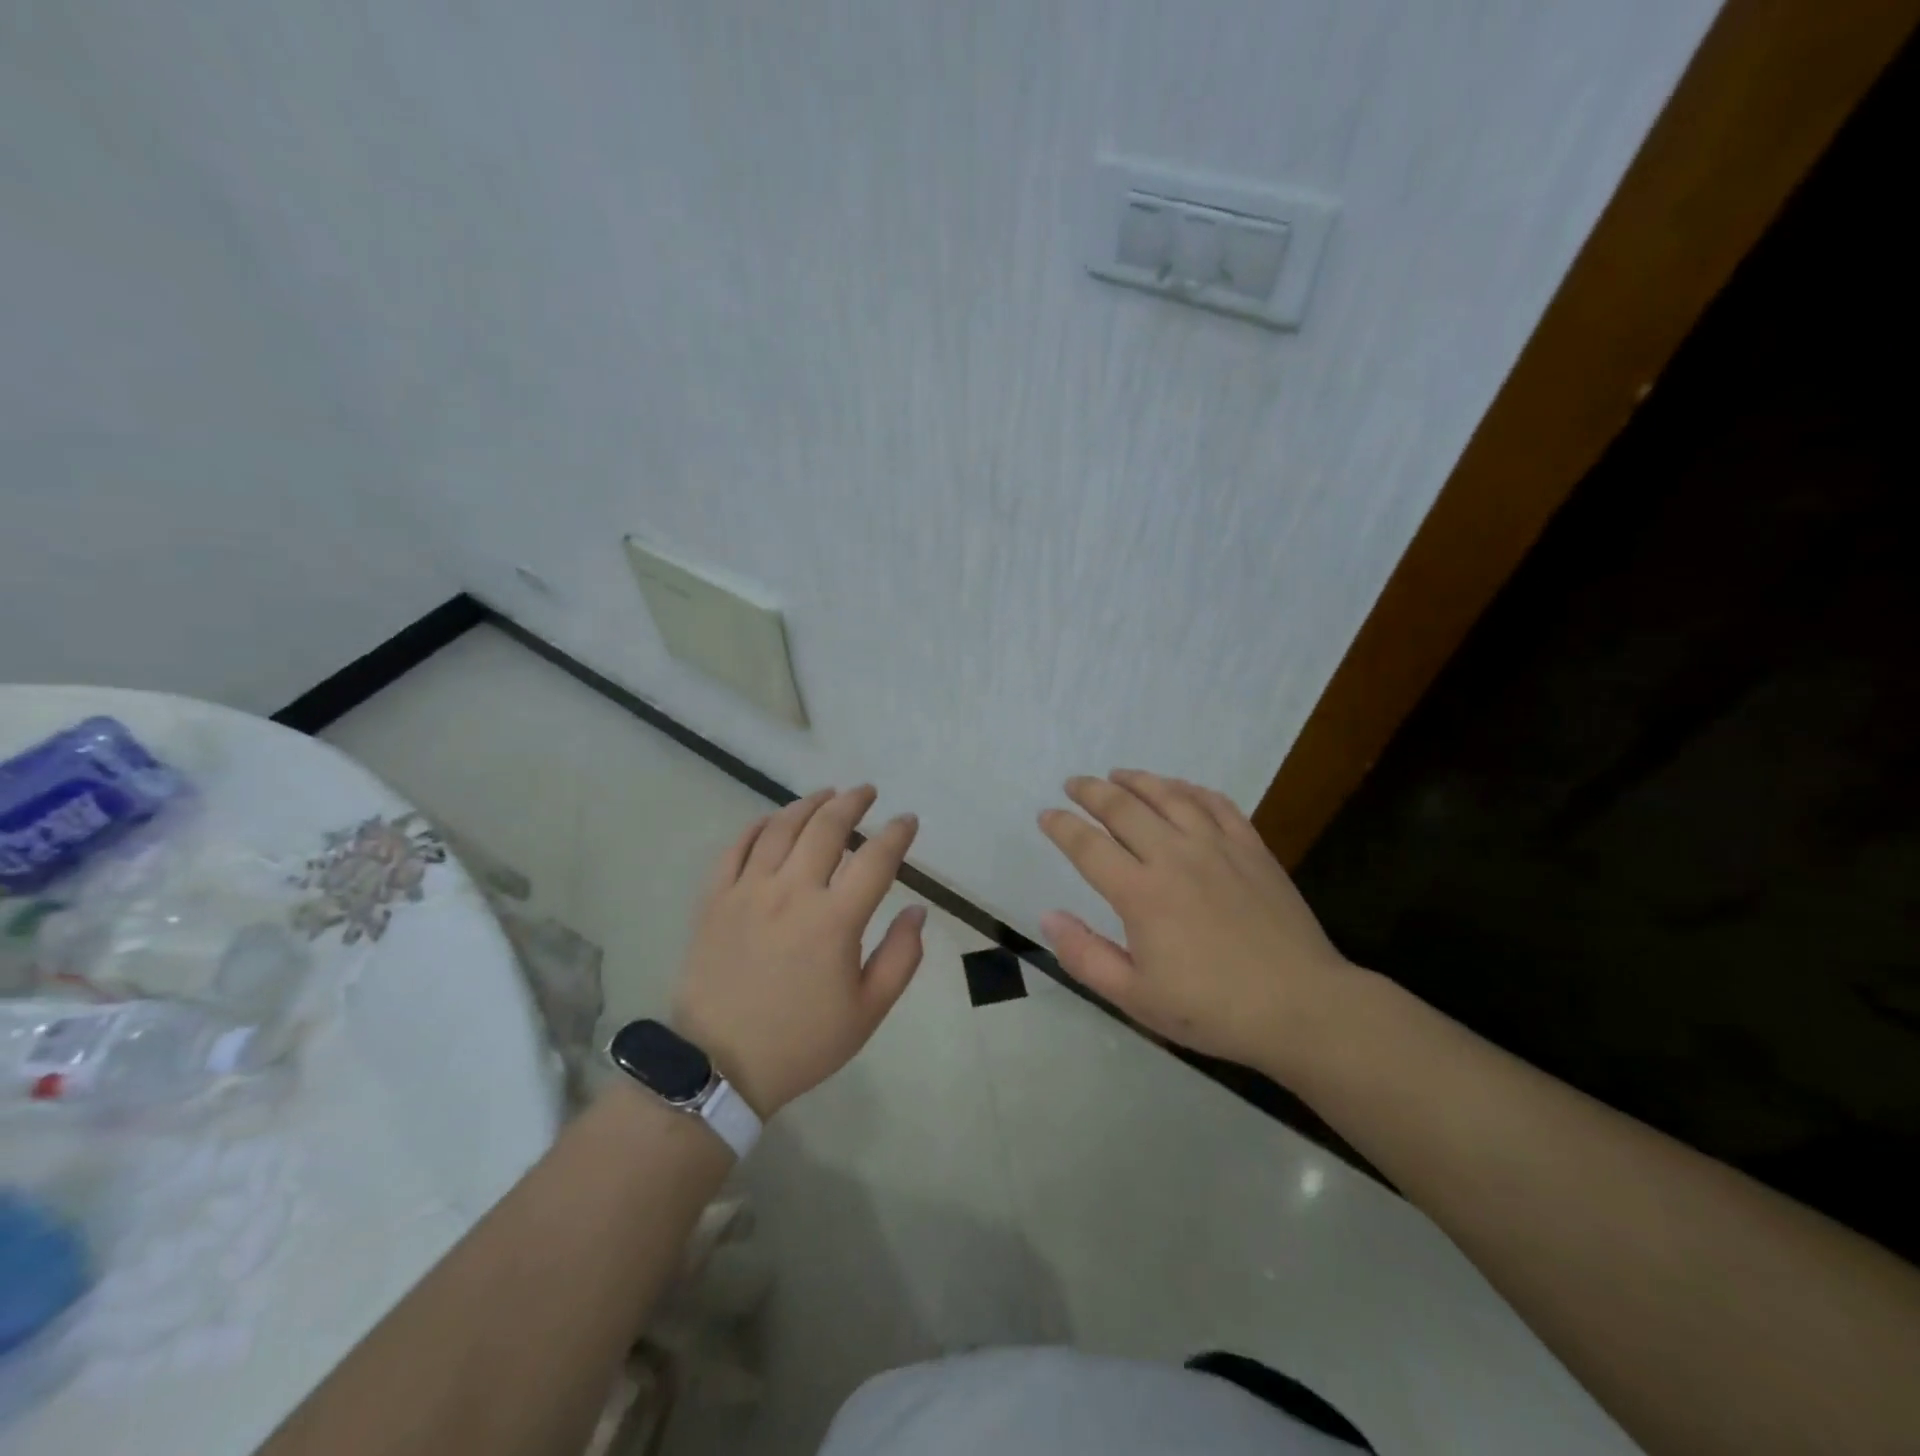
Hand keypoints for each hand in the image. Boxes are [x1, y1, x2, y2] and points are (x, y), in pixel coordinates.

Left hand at [673, 787, 924, 1116]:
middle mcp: (792, 892)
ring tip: (827, 795)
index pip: (875, 859)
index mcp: (835, 920)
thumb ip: (901, 957)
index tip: (908, 821)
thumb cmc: (802, 1042)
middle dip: (852, 802)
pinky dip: (758, 826)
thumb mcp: (868, 1012)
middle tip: (867, 792)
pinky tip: (772, 820)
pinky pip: (736, 847)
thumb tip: (917, 911)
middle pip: (826, 828)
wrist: (718, 1066)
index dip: (897, 834)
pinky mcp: (715, 899)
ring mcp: (748, 891)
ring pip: (781, 828)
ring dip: (808, 804)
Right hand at [1037, 770, 1355, 1076]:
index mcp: (1141, 894)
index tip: (1046, 815)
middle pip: (1123, 808)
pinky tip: (1179, 788)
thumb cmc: (1212, 1009)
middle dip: (1091, 791)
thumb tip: (1048, 916)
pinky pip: (1216, 804)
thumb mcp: (1136, 998)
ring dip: (1138, 780)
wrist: (1302, 1007)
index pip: (1088, 846)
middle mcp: (1175, 857)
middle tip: (1073, 784)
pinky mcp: (1252, 848)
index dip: (1061, 826)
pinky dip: (1191, 789)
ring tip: (1118, 774)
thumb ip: (1086, 955)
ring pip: (1169, 796)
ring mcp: (1217, 847)